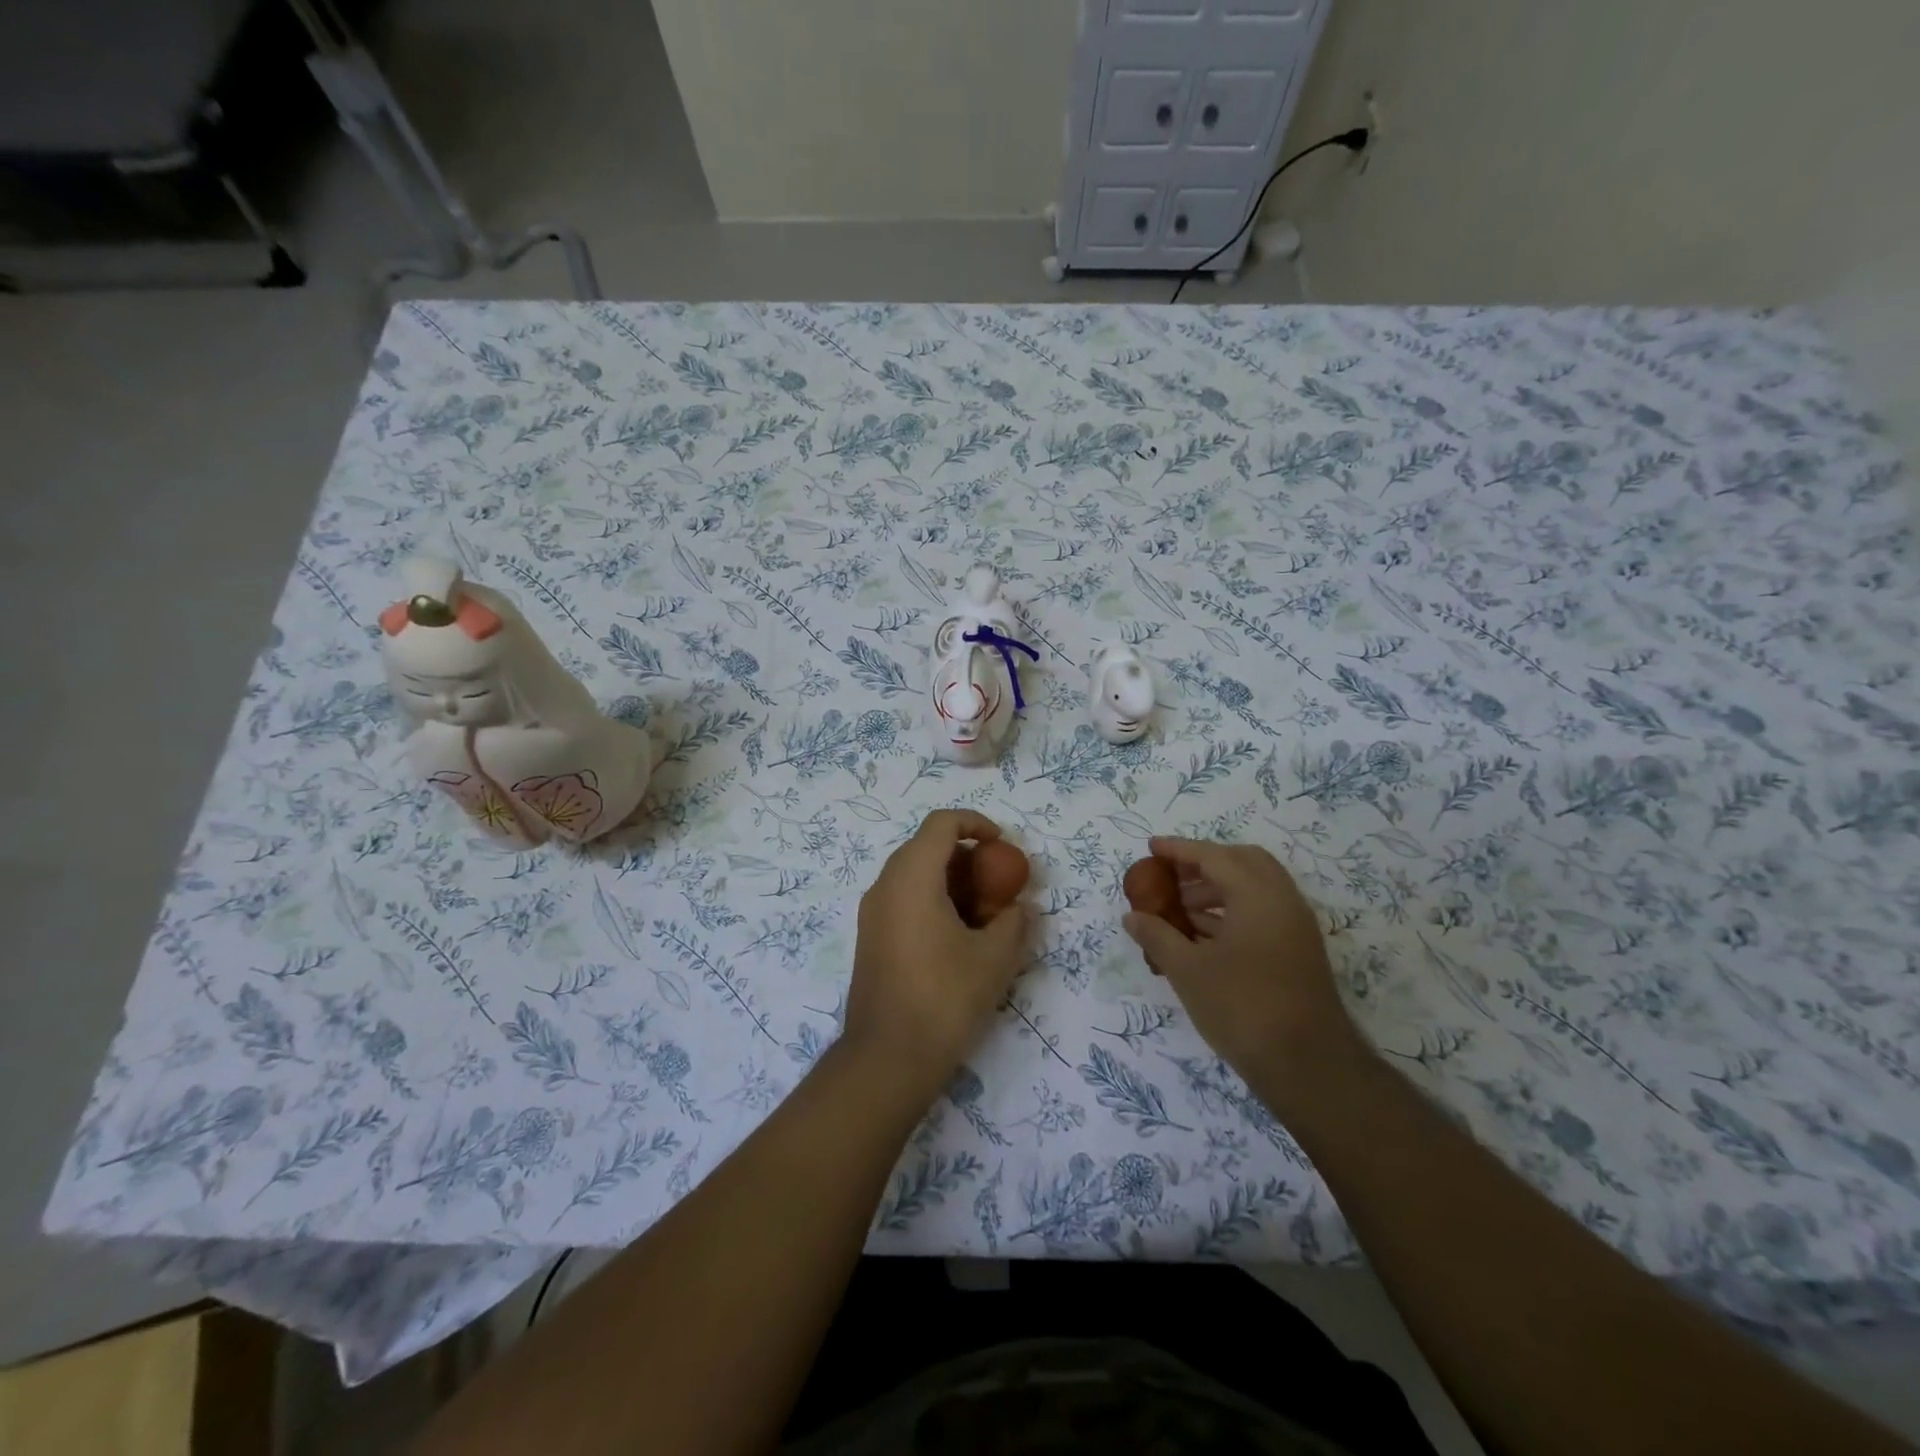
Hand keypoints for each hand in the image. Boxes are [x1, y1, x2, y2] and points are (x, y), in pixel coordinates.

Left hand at [843, 810, 1034, 1101]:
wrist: (887, 1058)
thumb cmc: (944, 998)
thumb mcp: (994, 959)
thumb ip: (1014, 922)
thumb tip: (1020, 908)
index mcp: (912, 877)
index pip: (941, 823)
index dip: (976, 824)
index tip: (1003, 845)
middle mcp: (885, 885)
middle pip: (926, 846)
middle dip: (967, 856)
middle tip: (998, 882)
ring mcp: (872, 912)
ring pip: (914, 874)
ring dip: (951, 880)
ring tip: (984, 913)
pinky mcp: (871, 937)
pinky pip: (904, 899)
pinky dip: (933, 900)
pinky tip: (959, 936)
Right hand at [1122, 837, 1365, 1105]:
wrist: (1308, 1067)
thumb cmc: (1242, 1008)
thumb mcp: (1187, 970)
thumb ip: (1157, 936)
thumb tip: (1132, 916)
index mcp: (1257, 894)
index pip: (1214, 856)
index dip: (1179, 850)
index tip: (1151, 847)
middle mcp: (1282, 900)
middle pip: (1241, 862)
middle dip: (1203, 864)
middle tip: (1171, 877)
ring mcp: (1295, 927)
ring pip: (1253, 889)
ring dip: (1216, 890)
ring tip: (1178, 911)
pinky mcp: (1298, 951)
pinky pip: (1261, 913)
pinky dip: (1231, 912)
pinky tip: (1201, 936)